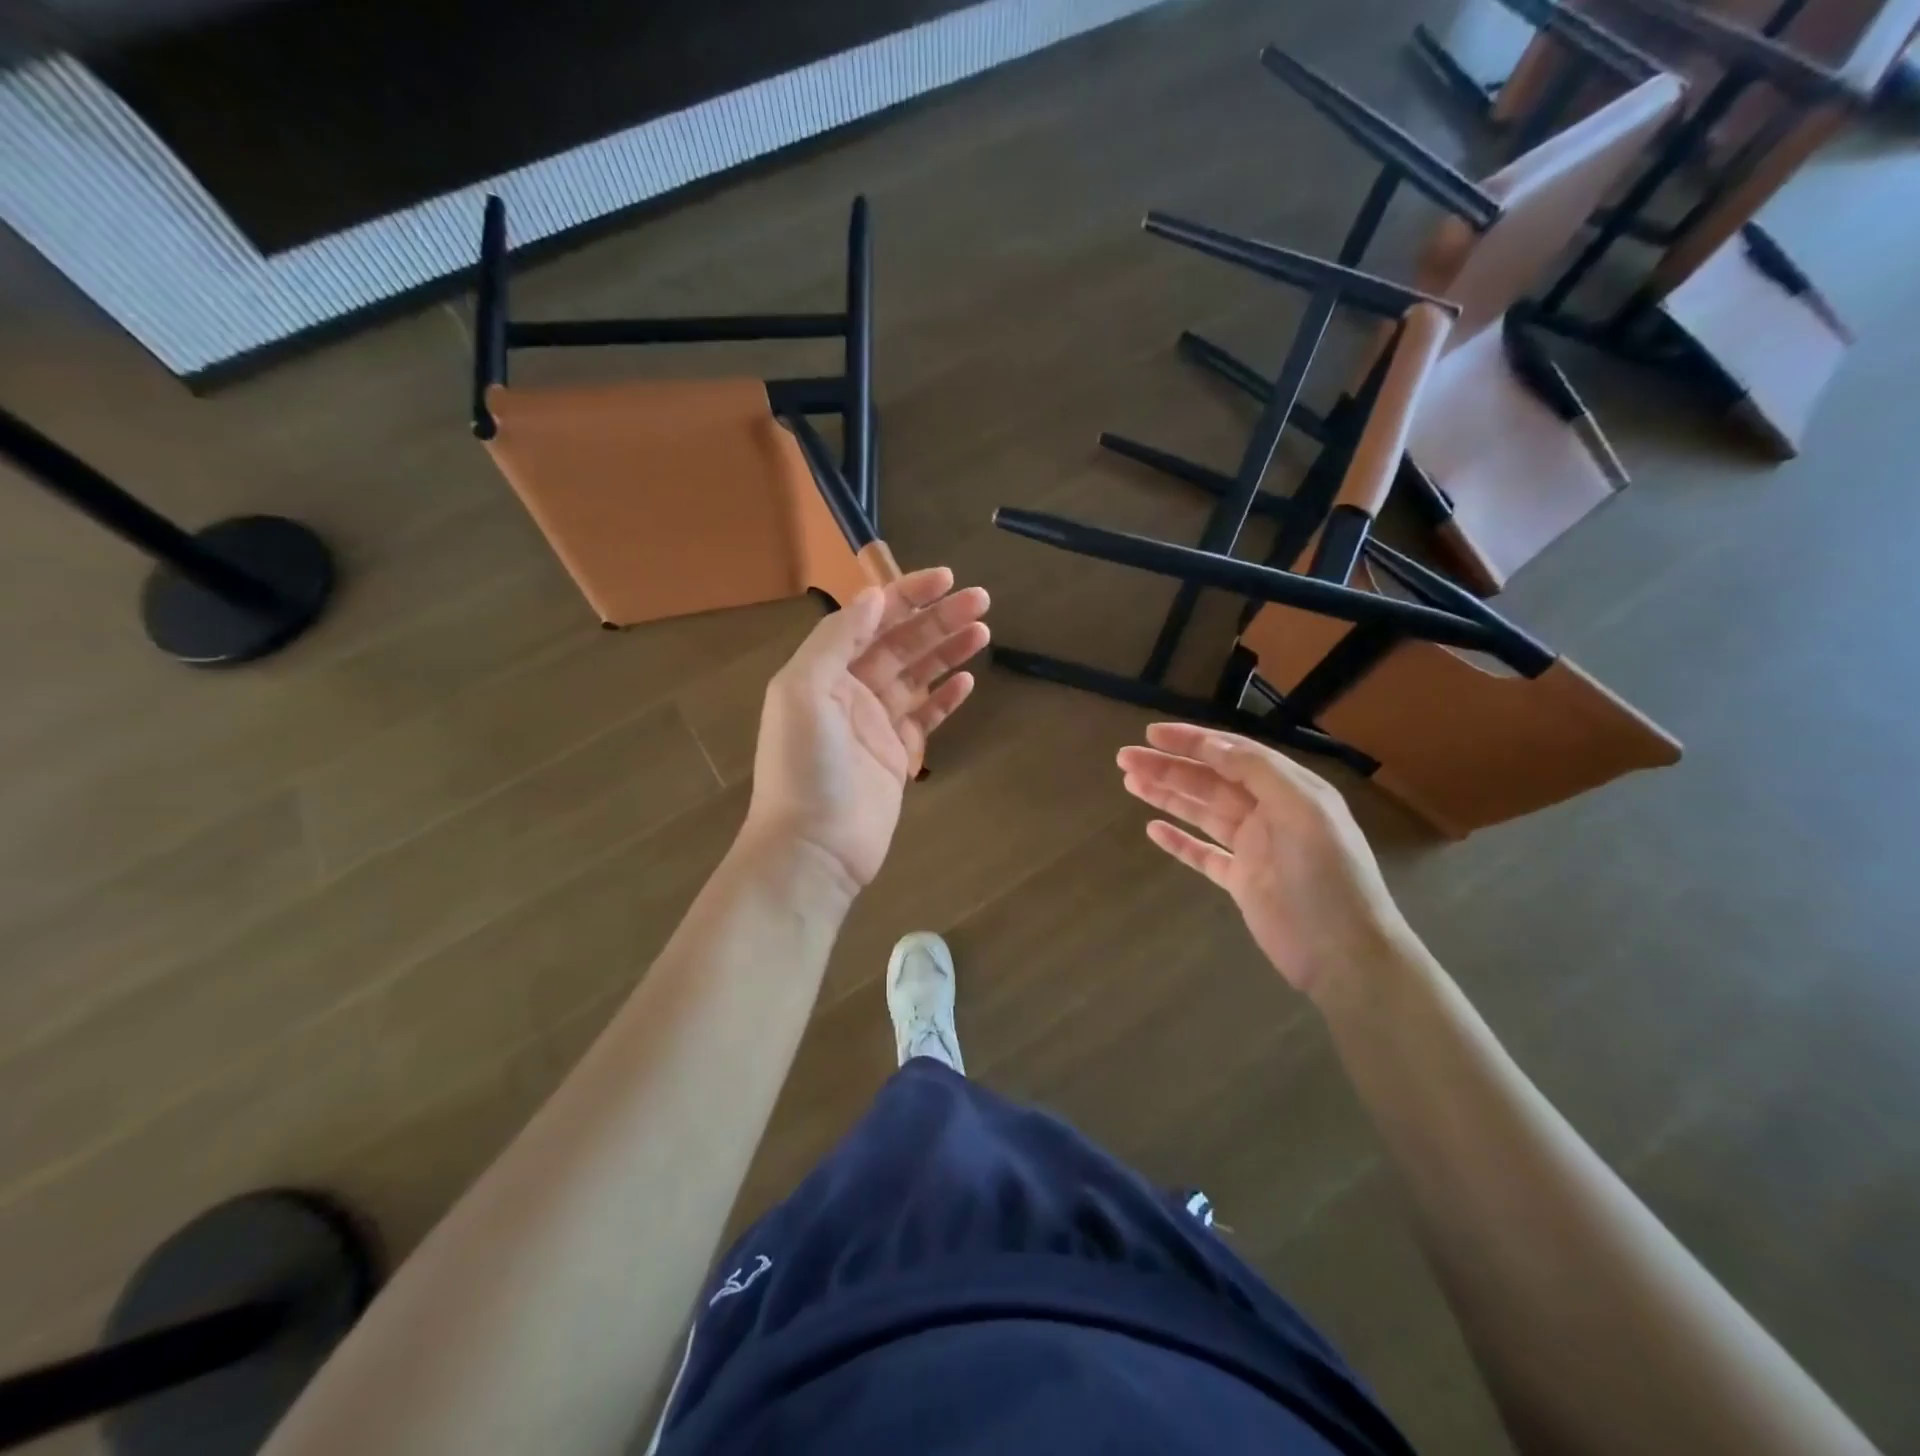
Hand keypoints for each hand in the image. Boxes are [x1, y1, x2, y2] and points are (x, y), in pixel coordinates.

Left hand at [742, 568, 988, 894]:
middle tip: (981, 600)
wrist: (813, 847)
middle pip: (901, 644)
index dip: (906, 595)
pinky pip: (926, 718)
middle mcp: (850, 691)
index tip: (946, 580)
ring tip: (984, 629)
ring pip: (918, 676)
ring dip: (948, 651)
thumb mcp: (803, 692)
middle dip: (938, 619)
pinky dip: (945, 697)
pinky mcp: (898, 757)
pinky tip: (968, 680)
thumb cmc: (803, 767)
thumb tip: (873, 597)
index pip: (870, 620)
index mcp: (824, 671)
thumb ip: (836, 640)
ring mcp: (876, 725)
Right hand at [1116, 723, 1414, 997]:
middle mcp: (1269, 812)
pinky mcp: (1241, 882)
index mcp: (1288, 790)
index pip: (1232, 754)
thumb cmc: (1328, 877)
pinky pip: (1202, 854)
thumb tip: (1212, 744)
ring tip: (1130, 782)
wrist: (1346, 955)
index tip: (1151, 733)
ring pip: (1201, 812)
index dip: (1191, 741)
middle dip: (1168, 766)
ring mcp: (1254, 848)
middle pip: (1209, 781)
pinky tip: (1152, 829)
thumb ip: (1258, 772)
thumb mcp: (1303, 811)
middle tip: (1125, 758)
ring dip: (1166, 795)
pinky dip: (1178, 840)